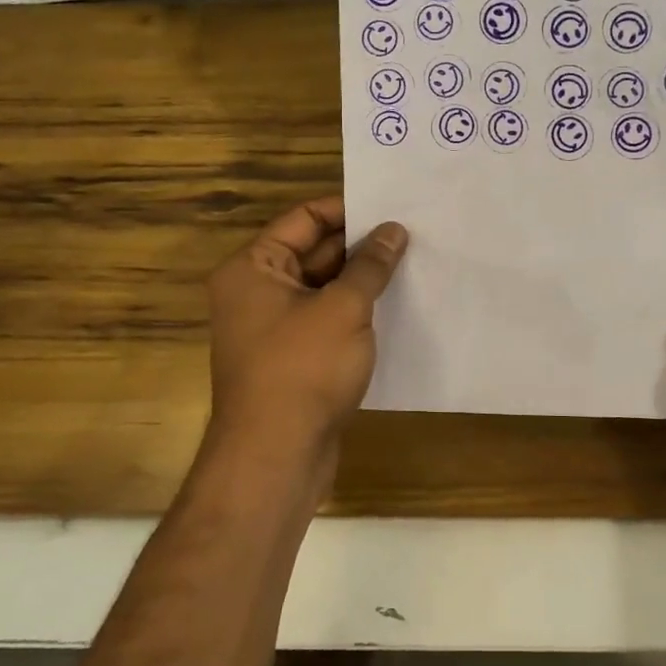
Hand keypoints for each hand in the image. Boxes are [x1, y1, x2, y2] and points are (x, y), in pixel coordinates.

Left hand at [206, 196, 407, 461]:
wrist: (275, 458)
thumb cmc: (303, 370)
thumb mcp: (344, 308)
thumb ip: (370, 265)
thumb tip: (394, 230)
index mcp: (253, 267)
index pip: (304, 218)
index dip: (348, 210)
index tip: (391, 207)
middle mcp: (256, 291)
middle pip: (313, 251)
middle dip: (360, 245)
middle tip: (411, 234)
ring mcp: (273, 327)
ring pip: (323, 287)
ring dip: (361, 279)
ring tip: (412, 264)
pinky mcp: (292, 357)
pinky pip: (325, 319)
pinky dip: (355, 311)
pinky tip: (395, 306)